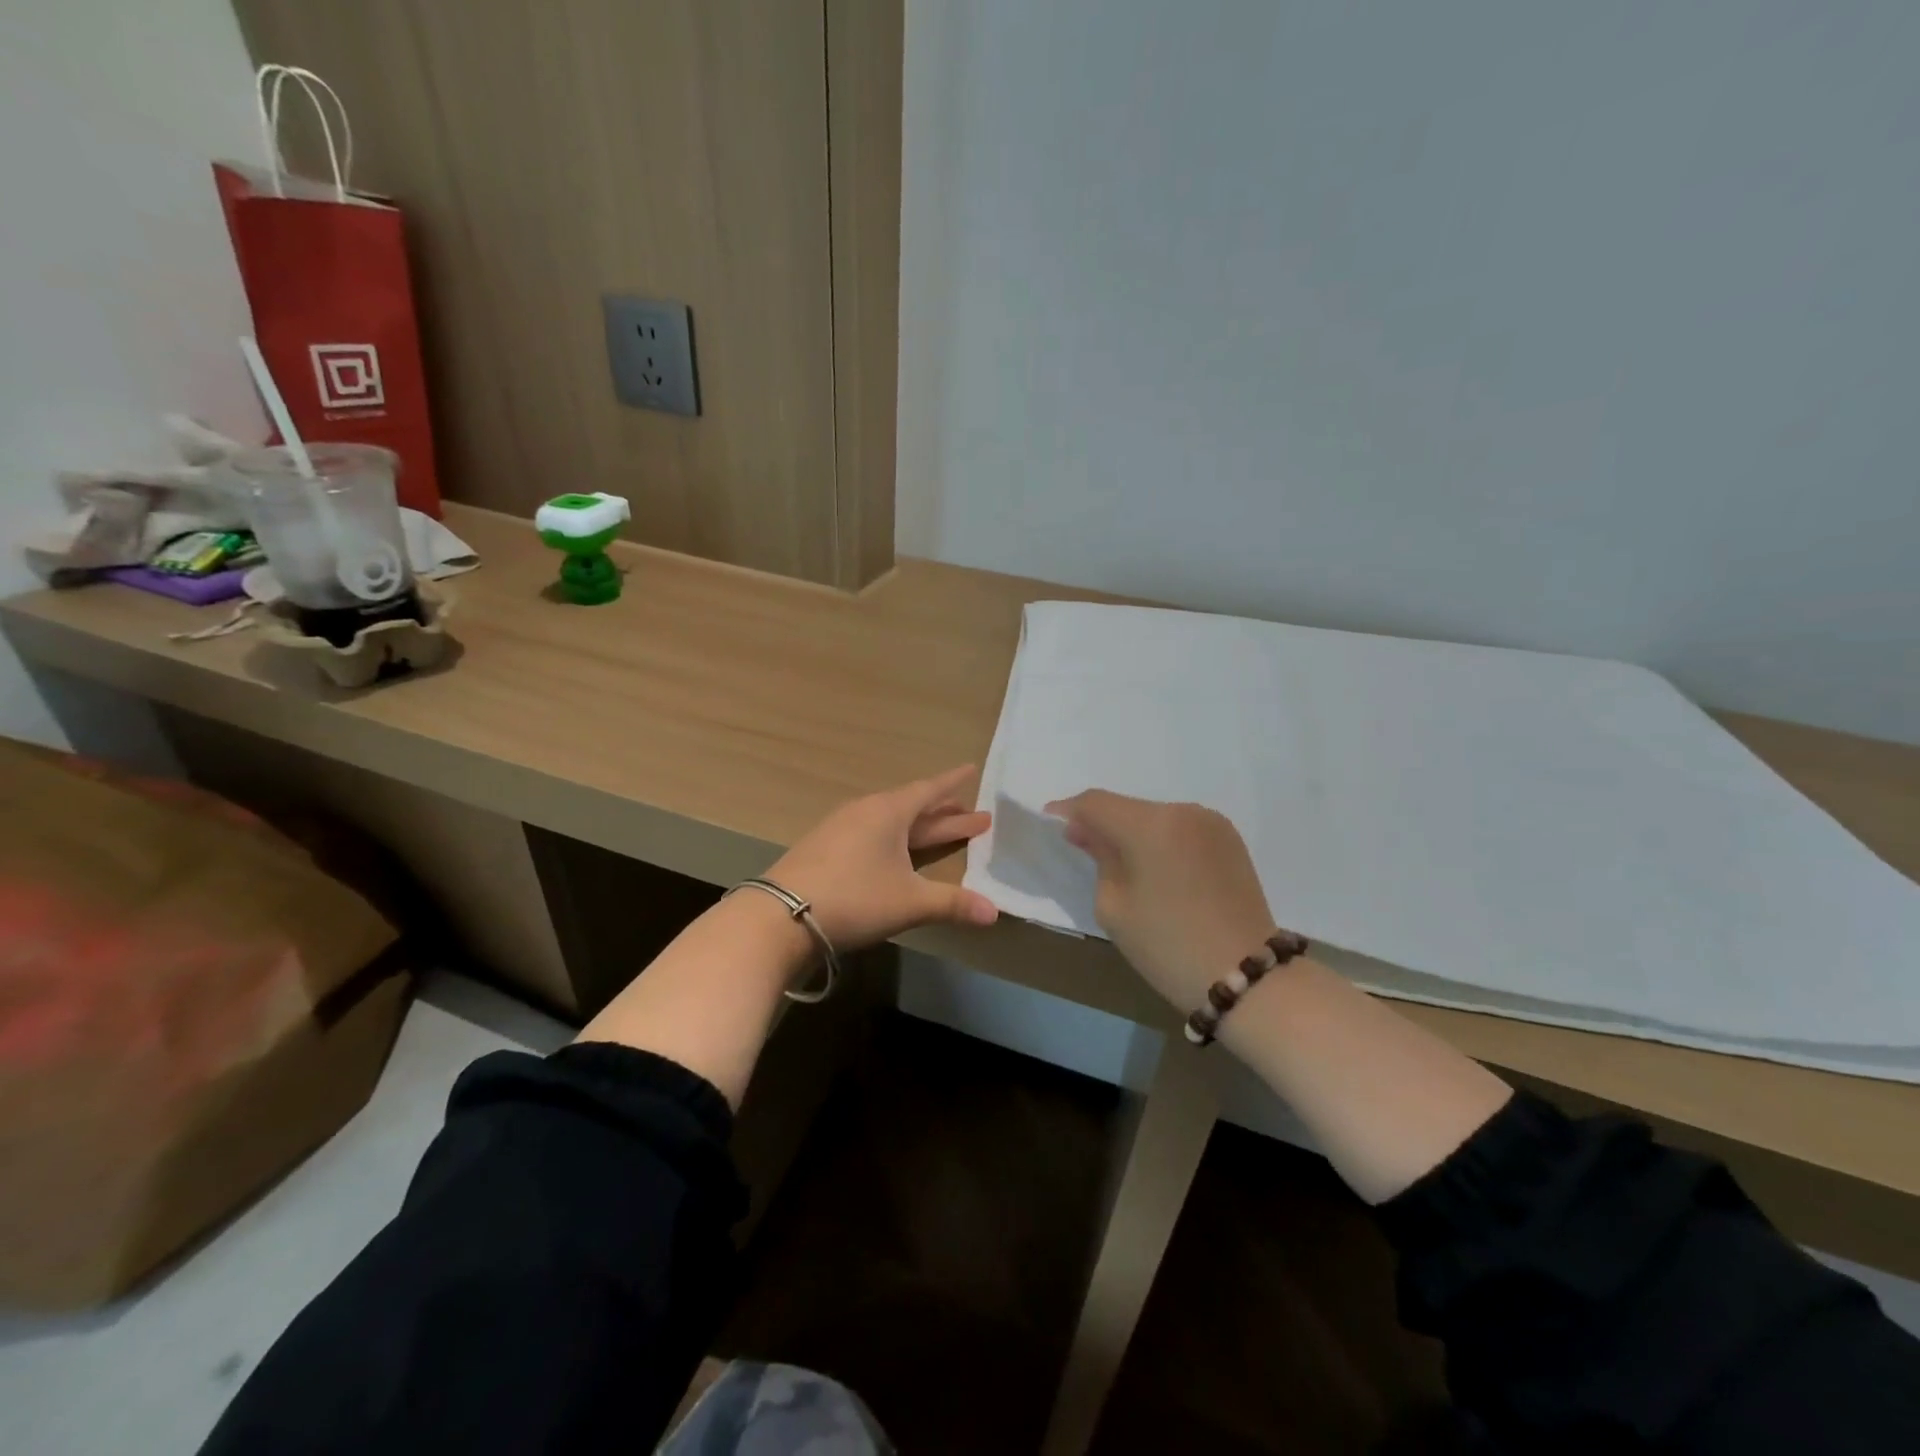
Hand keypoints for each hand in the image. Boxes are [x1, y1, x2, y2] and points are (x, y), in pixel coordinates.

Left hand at [767, 765, 999, 951]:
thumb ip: (953, 904)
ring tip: (942, 833)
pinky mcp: (826, 849)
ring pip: (892, 823)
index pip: (929, 790)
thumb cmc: (854, 897)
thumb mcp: (909, 901)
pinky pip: (872, 834)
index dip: (952, 783)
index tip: (971, 769)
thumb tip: (995, 912)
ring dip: (920, 828)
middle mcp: (866, 812)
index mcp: (889, 812)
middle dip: (946, 815)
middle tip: (977, 818)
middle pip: (914, 808)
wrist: (780, 916)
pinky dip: (896, 841)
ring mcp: (842, 829)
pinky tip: (897, 854)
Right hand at [1045, 790, 1275, 1011]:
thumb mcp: (1114, 906)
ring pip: (1156, 817)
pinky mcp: (1230, 840)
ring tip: (1123, 865)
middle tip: (1084, 849)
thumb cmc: (1168, 946)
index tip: (1051, 825)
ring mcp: (1212, 823)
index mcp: (1151, 825)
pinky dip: (1161, 841)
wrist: (1247, 978)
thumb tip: (1087, 833)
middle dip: (1102, 823)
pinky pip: (1181, 829)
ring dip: (1133, 832)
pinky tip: (1158, 870)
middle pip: (1127, 807)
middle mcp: (1183, 811)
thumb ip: (1098, 859)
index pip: (1096, 803)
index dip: (1068, 812)